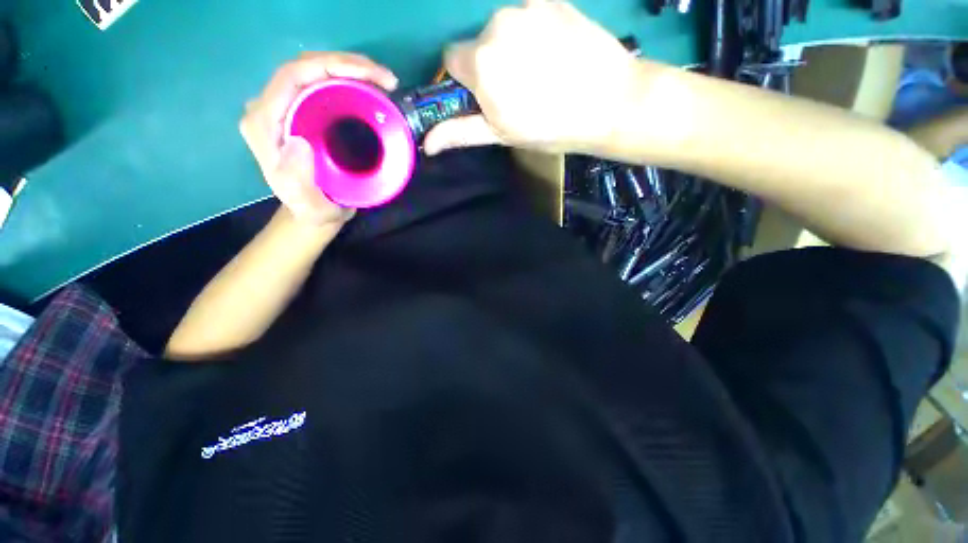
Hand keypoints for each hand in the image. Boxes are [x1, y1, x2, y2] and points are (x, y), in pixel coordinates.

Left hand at [240, 52, 398, 225]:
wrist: (315, 213)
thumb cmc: (312, 210)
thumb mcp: (306, 204)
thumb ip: (297, 180)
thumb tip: (298, 142)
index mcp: (265, 123)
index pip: (293, 76)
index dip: (332, 65)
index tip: (373, 76)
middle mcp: (272, 107)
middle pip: (306, 67)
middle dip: (348, 64)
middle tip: (386, 78)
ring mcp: (289, 108)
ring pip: (317, 72)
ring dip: (352, 69)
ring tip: (384, 81)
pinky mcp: (304, 112)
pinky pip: (325, 86)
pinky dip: (352, 81)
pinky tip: (373, 88)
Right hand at [424, 0, 641, 155]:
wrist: (610, 103)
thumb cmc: (550, 127)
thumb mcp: (501, 134)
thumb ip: (461, 132)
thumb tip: (427, 143)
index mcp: (480, 61)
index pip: (451, 58)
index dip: (465, 80)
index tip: (485, 97)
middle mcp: (496, 23)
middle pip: (478, 42)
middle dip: (489, 64)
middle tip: (519, 90)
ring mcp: (527, 6)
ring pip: (503, 28)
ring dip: (511, 47)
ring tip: (541, 73)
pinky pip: (528, 15)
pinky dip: (534, 32)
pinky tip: (555, 53)